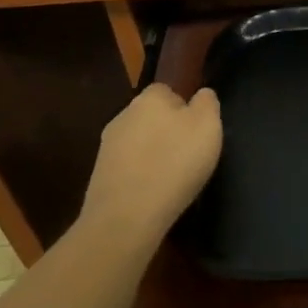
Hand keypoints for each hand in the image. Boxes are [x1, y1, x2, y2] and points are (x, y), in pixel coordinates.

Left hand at [77, 85, 222, 252]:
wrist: (126, 216)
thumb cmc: (175, 163)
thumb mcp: (208, 126)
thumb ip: (207, 103)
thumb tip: (201, 95)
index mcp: (150, 97)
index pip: (168, 91)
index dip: (184, 108)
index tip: (197, 130)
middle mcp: (124, 115)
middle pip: (151, 116)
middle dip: (166, 130)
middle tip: (187, 154)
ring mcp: (107, 146)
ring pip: (137, 142)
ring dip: (151, 154)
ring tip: (171, 177)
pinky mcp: (99, 175)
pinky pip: (127, 167)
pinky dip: (139, 175)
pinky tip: (152, 193)